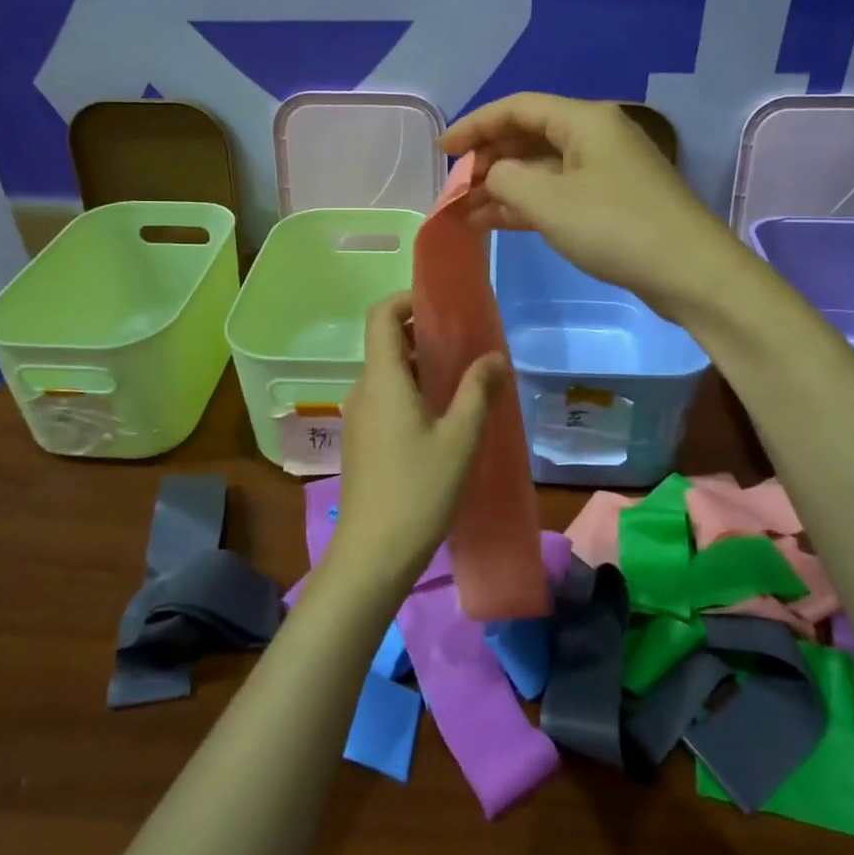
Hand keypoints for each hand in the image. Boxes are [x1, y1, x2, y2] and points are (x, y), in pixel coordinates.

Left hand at [329, 292, 506, 586]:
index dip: (408, 300)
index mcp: (383, 379)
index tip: (443, 306)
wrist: (372, 555)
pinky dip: (413, 391)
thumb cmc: (419, 490)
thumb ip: (477, 391)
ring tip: (463, 379)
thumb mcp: (460, 439)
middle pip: (387, 342)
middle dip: (425, 334)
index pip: (381, 315)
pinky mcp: (362, 440)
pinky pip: (386, 398)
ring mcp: (359, 416)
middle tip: (466, 343)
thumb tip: (493, 356)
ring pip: (389, 373)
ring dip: (422, 366)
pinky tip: (443, 417)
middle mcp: (364, 389)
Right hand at [441, 93, 740, 322]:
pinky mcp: (611, 202)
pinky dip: (527, 204)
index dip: (475, 125)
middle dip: (488, 159)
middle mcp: (595, 137)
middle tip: (454, 187)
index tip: (443, 149)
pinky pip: (558, 193)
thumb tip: (493, 174)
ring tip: (464, 211)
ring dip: (503, 186)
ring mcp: (605, 171)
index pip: (517, 108)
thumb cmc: (615, 227)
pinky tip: (495, 222)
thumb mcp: (549, 201)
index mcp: (584, 120)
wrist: (690, 272)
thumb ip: (506, 179)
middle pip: (529, 136)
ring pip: (542, 168)